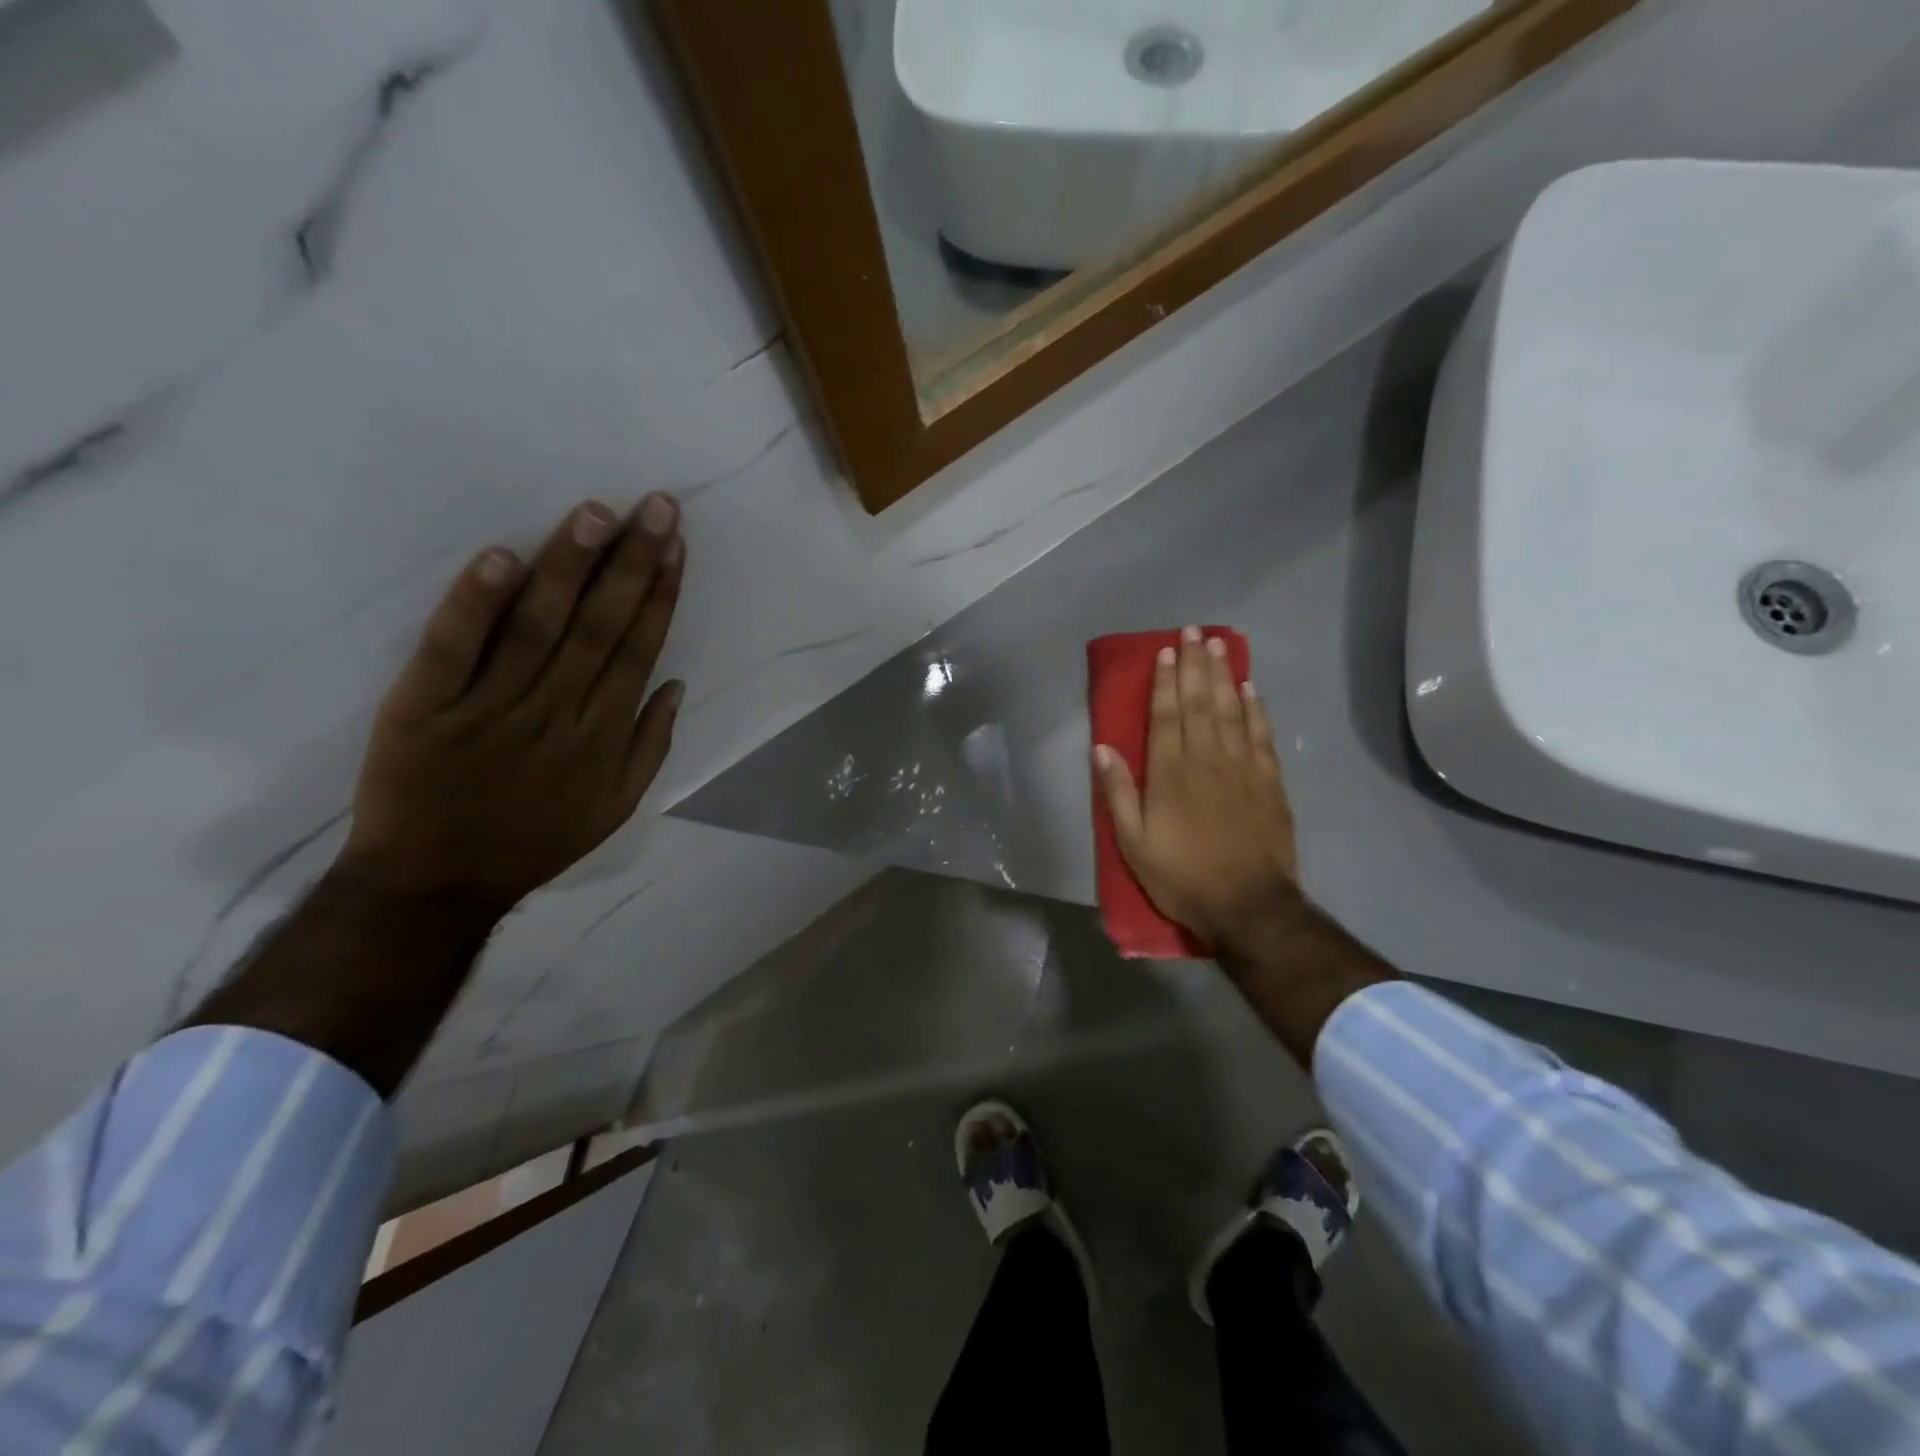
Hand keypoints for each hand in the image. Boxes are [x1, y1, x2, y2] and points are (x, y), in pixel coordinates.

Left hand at [341, 493, 685, 914]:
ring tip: (596, 513)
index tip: (675, 544)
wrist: (434, 883)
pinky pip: (453, 649)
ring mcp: (490, 708)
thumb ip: (652, 746)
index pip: (639, 649)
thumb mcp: (616, 807)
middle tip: (655, 506)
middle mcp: (557, 713)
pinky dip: (476, 604)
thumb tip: (677, 684)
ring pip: (537, 627)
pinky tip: (502, 557)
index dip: (660, 594)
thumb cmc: (534, 841)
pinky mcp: (423, 707)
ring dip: (569, 567)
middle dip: (631, 563)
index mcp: (603, 735)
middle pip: (599, 627)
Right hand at [1094, 626, 1300, 956]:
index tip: (1165, 650)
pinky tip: (1249, 688)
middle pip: (1200, 702)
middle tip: (1194, 631)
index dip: (1165, 680)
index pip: (1166, 715)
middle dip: (1195, 664)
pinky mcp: (1269, 781)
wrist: (1247, 905)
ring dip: (1223, 675)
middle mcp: (1206, 759)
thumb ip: (1117, 792)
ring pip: (1231, 710)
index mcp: (1170, 773)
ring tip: (1218, 645)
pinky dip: (1254, 708)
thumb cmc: (1181, 876)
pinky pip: (1261, 734)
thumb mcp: (1133, 842)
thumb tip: (1103, 748)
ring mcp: (1242, 767)